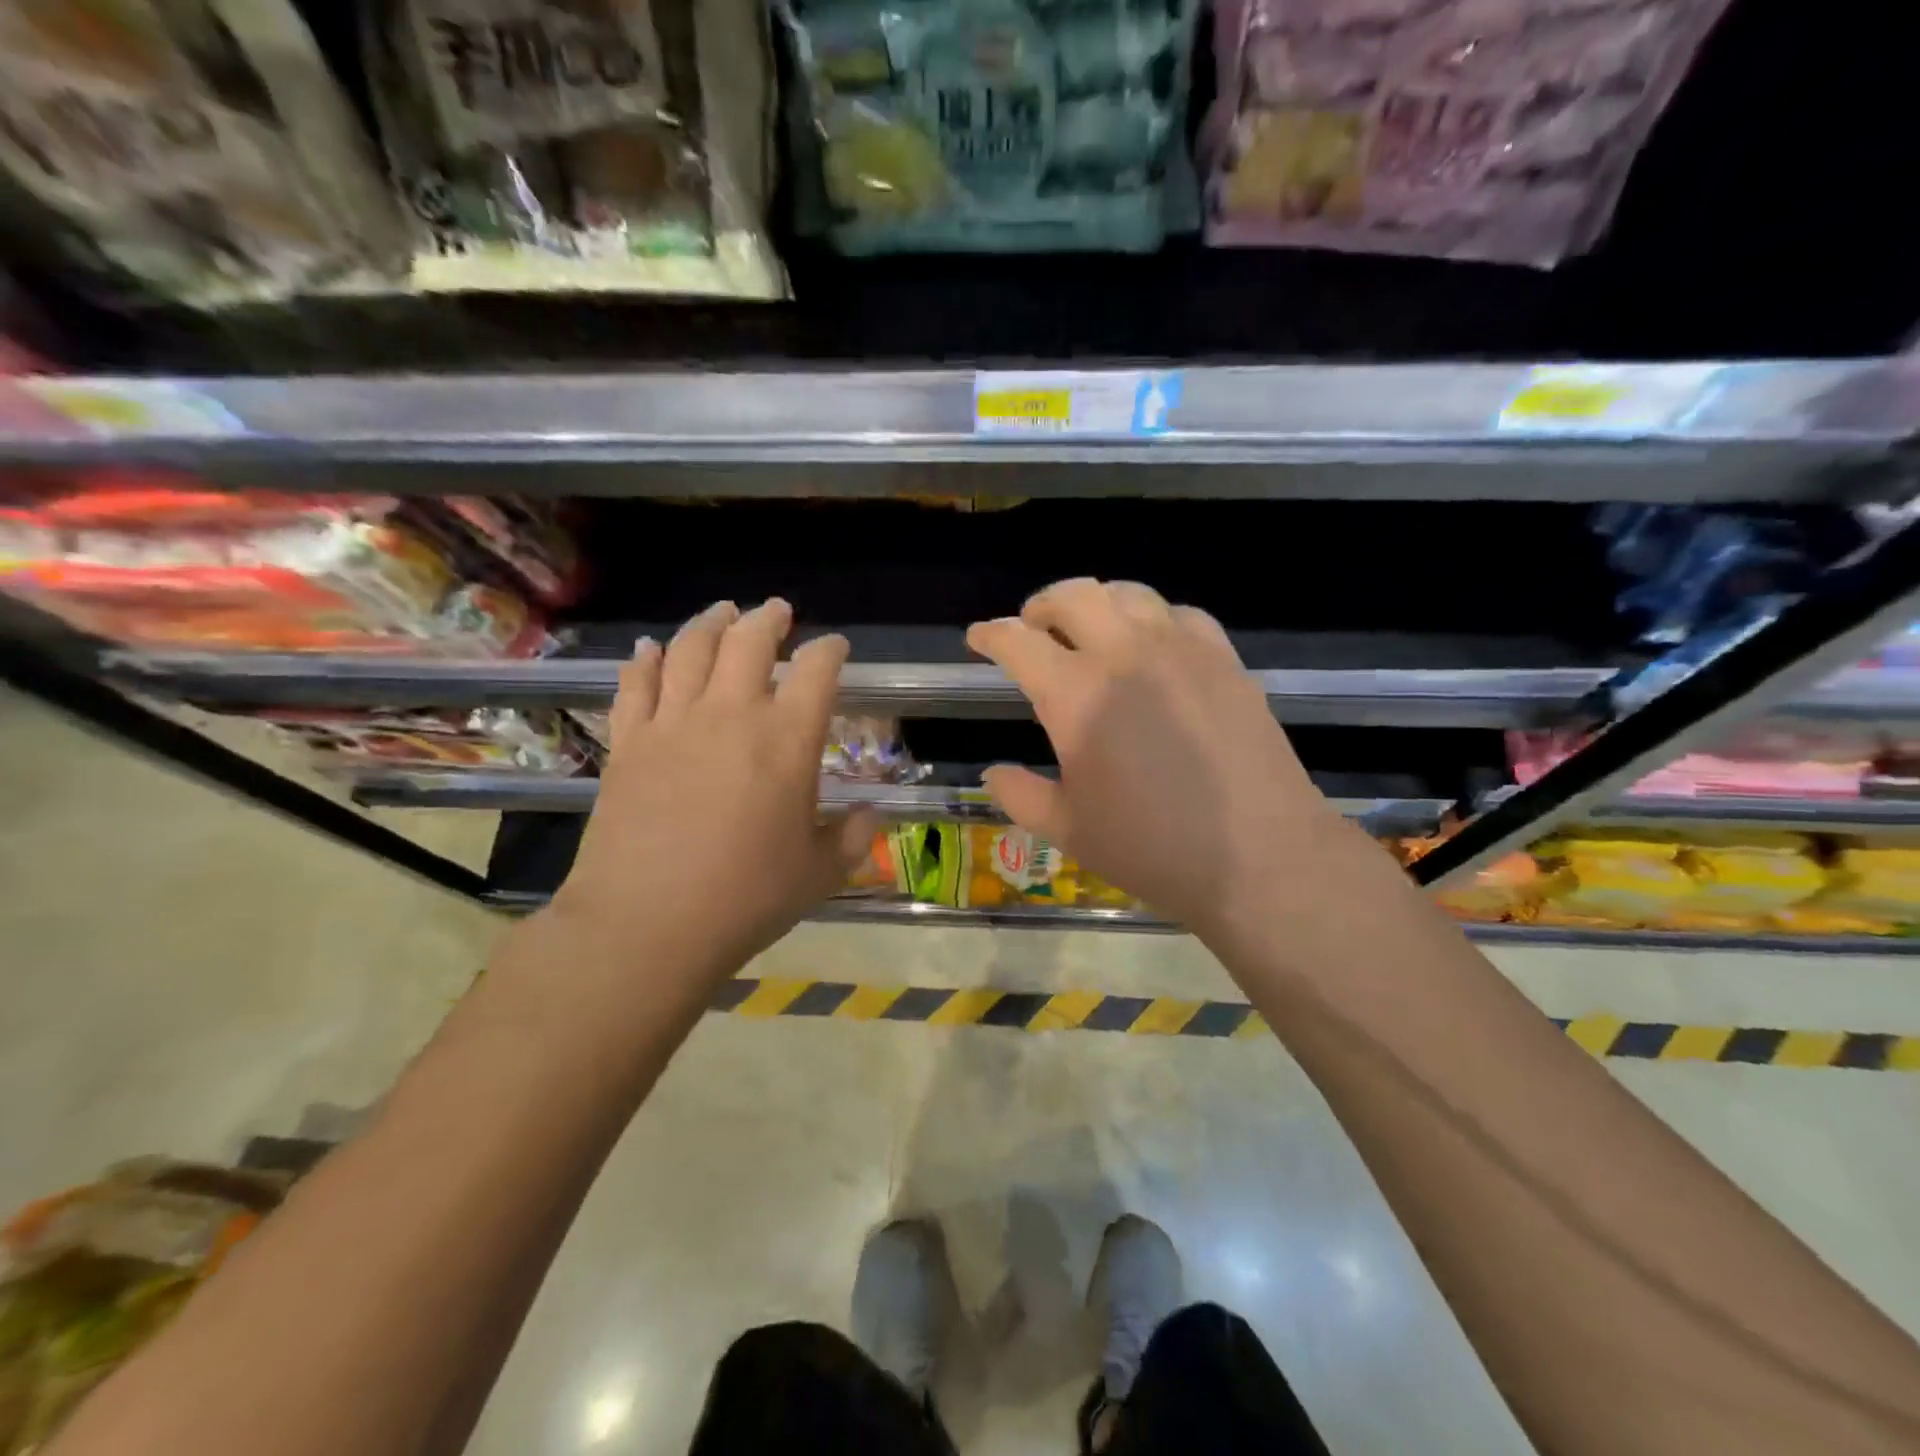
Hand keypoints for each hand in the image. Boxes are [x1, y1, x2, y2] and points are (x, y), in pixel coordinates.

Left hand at [552, 599, 876, 987]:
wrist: (647, 924)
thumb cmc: (746, 899)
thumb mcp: (819, 873)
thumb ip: (851, 837)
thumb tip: (869, 816)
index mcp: (788, 740)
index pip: (816, 671)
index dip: (829, 650)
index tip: (834, 647)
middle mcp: (732, 714)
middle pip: (749, 641)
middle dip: (768, 619)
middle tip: (777, 612)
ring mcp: (673, 723)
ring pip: (690, 648)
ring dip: (710, 623)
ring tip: (722, 612)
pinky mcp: (628, 742)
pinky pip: (635, 684)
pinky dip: (645, 659)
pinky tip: (650, 648)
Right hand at [966, 579, 1347, 936]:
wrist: (1260, 857)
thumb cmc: (1152, 848)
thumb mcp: (1069, 830)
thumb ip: (1021, 795)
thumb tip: (994, 773)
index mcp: (1076, 695)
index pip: (1018, 642)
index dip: (990, 634)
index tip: (978, 638)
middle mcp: (1126, 655)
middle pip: (1074, 596)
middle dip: (1041, 604)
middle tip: (1032, 627)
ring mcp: (1182, 650)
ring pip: (1129, 594)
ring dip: (1097, 602)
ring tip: (1090, 628)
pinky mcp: (1225, 660)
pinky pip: (1180, 614)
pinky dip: (1153, 618)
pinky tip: (1153, 645)